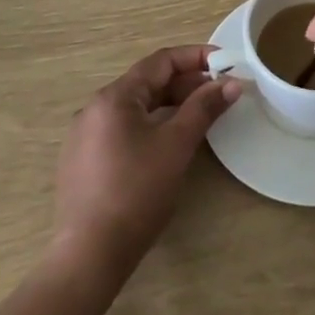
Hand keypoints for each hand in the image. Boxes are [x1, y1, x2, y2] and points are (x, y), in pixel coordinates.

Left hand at [51, 45, 241, 271]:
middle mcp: (94, 108)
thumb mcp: (176, 145)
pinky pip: (122, 129)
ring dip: (169, 105)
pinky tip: (167, 144)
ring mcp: (84, 136)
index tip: (224, 62)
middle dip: (185, 84)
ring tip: (198, 116)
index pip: (160, 61)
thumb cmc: (136, 192)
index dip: (195, 57)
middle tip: (217, 94)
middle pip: (147, 83)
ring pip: (135, 107)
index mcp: (114, 97)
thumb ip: (204, 108)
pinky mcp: (82, 162)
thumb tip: (231, 83)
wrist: (88, 257)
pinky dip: (150, 125)